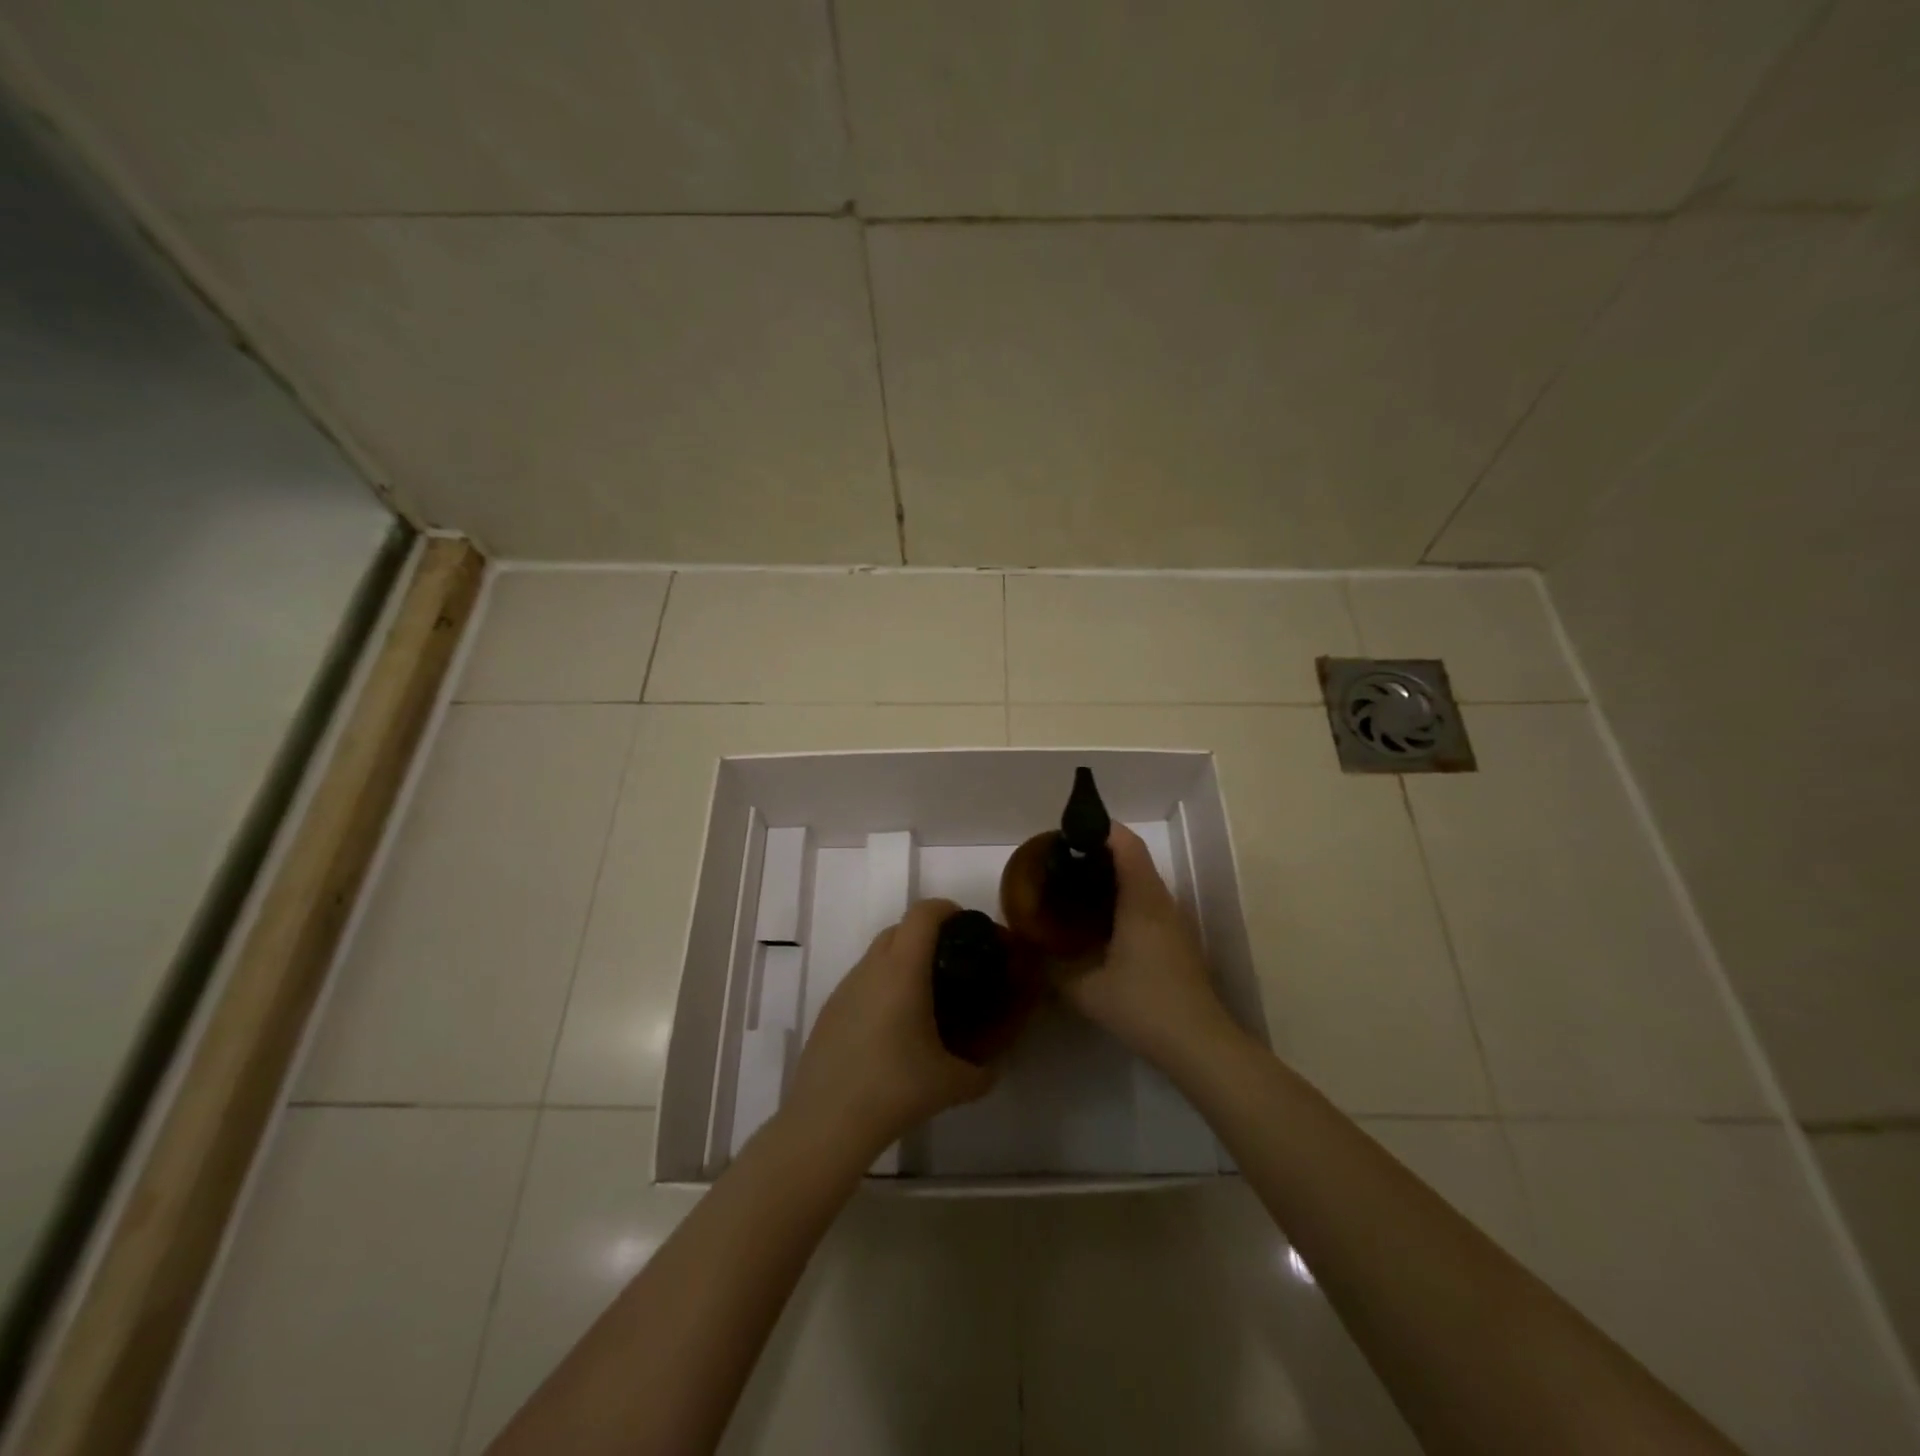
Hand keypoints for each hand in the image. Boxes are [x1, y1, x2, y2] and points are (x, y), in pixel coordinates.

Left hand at [786, 898, 995, 1157]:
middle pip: (900, 928)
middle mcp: (871, 968)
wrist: (827, 1122)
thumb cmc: (895, 1089)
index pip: (924, 913)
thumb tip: (993, 1068)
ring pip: (877, 955)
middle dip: (928, 934)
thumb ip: (983, 1072)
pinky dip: (881, 987)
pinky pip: (862, 982)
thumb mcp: (954, 1084)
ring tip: (923, 999)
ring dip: (902, 961)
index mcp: (903, 969)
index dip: (948, 909)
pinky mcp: (829, 1010)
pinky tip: (891, 1028)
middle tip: (952, 963)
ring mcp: (845, 988)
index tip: (968, 928)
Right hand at [1057, 825, 1235, 1069]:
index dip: (1101, 829)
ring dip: (1113, 876)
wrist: (1199, 1044)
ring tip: (1076, 886)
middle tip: (1064, 861)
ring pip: (1143, 881)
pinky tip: (1102, 922)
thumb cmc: (1144, 1006)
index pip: (1127, 845)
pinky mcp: (1178, 941)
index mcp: (1142, 901)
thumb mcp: (1086, 991)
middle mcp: (1161, 902)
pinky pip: (1149, 903)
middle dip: (1100, 852)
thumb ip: (1055, 969)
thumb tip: (1032, 953)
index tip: (1071, 831)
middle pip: (1135, 859)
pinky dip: (1124, 898)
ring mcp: (1174, 922)